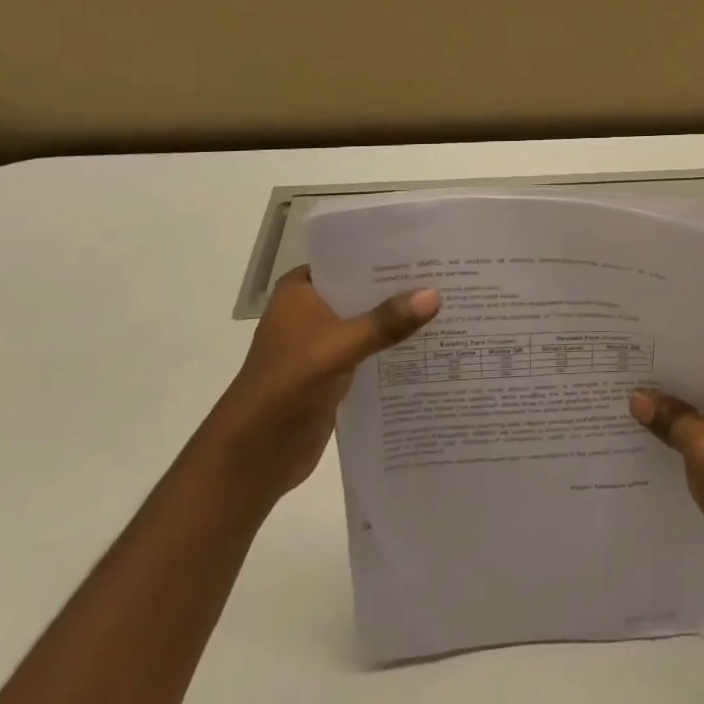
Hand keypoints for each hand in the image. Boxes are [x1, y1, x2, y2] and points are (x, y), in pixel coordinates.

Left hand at [204, 267, 438, 499]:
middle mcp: (312, 310)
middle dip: (402, 286)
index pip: (350, 258)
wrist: (253, 457)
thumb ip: (385, 322)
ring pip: (371, 320)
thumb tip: (435, 295)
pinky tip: (433, 343)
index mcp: (301, 290)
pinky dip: (396, 347)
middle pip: (365, 289)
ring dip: (401, 318)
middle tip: (451, 274)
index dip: (388, 253)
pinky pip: (373, 350)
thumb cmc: (286, 387)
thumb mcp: (338, 347)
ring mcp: (323, 342)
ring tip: (451, 303)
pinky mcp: (335, 372)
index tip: (430, 246)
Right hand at [630, 360, 703, 574]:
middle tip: (627, 380)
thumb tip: (636, 397)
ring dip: (673, 413)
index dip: (672, 358)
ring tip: (631, 406)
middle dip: (668, 387)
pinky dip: (682, 433)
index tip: (638, 358)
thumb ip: (666, 414)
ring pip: (700, 409)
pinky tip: (650, 436)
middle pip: (701, 383)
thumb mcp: (697, 440)